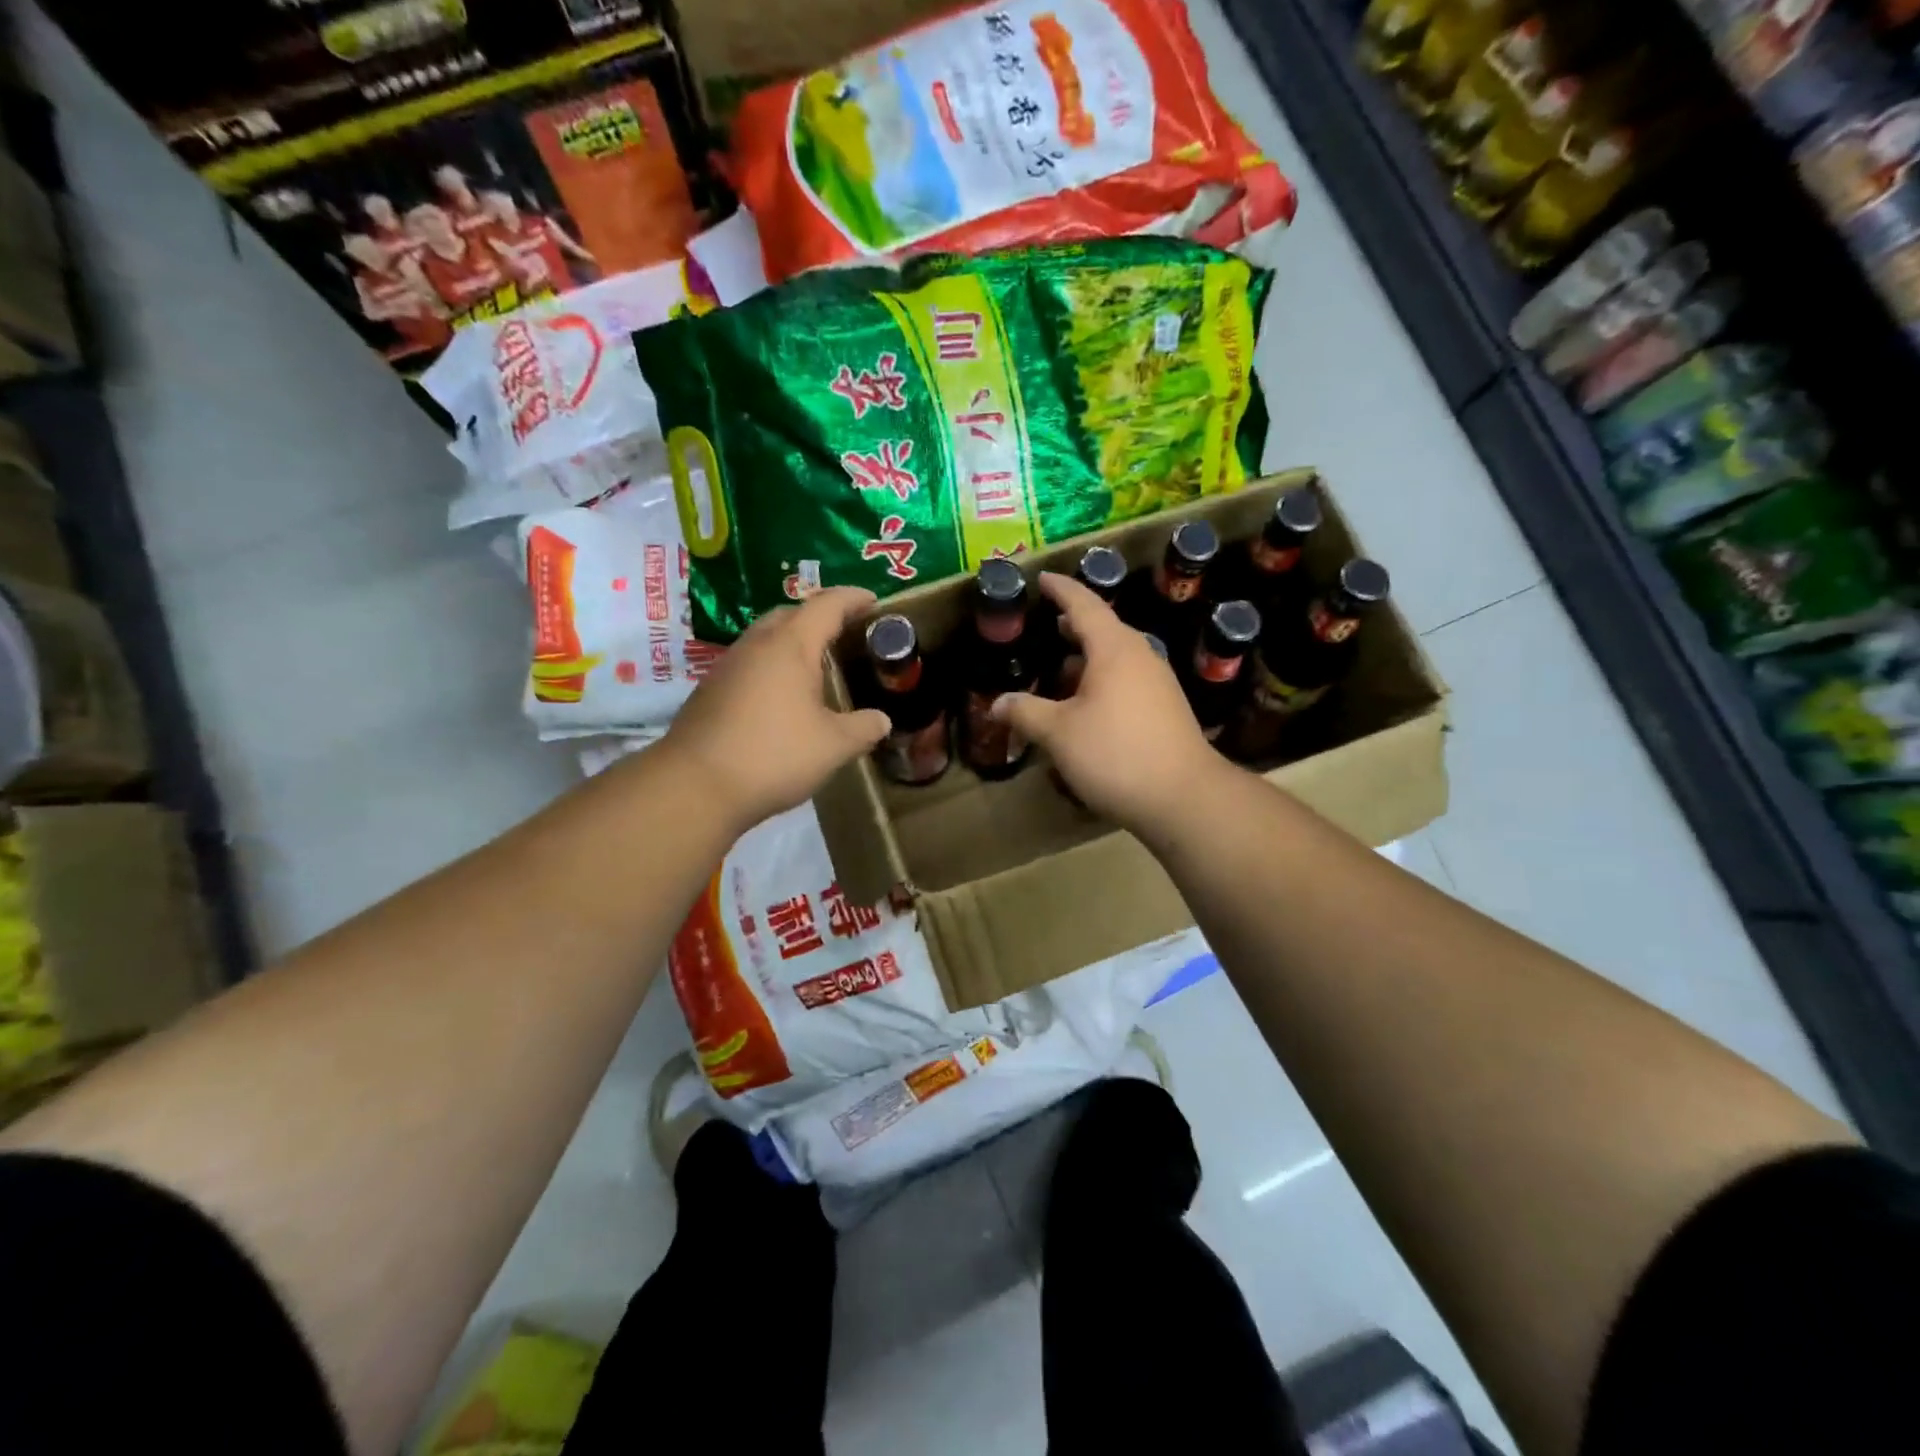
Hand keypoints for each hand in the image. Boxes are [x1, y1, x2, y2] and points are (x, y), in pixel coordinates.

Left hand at [661, 587, 889, 833]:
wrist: (695, 786)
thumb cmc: (774, 755)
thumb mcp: (834, 746)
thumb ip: (864, 728)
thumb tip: (881, 721)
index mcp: (790, 646)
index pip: (827, 605)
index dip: (853, 599)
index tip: (874, 600)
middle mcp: (756, 645)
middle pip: (790, 614)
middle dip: (820, 617)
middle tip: (845, 634)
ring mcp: (727, 667)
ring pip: (765, 639)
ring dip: (792, 643)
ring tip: (816, 665)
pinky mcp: (710, 691)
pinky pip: (749, 664)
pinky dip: (772, 667)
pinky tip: (782, 698)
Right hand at [992, 572, 1226, 832]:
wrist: (1184, 797)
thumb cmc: (1116, 754)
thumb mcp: (1059, 734)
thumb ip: (1026, 713)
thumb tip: (997, 703)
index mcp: (1114, 649)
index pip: (1084, 604)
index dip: (1061, 589)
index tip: (1042, 578)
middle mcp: (1140, 656)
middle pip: (1104, 628)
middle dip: (1075, 624)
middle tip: (1049, 622)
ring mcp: (1158, 683)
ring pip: (1117, 657)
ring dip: (1088, 656)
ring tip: (1062, 666)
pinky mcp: (1166, 709)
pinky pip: (1128, 679)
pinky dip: (1103, 678)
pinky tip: (1088, 704)